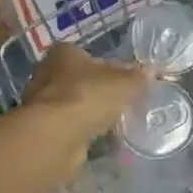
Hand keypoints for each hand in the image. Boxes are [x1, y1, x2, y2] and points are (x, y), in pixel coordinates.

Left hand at [21, 45, 150, 161]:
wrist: (56, 135)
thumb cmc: (88, 96)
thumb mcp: (123, 83)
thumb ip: (136, 77)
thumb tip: (150, 71)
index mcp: (64, 53)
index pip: (92, 57)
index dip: (112, 69)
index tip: (127, 83)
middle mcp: (47, 73)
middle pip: (82, 81)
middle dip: (100, 93)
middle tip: (122, 104)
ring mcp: (42, 102)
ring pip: (75, 105)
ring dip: (91, 114)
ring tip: (114, 125)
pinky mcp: (42, 128)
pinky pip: (69, 126)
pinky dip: (82, 132)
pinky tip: (98, 140)